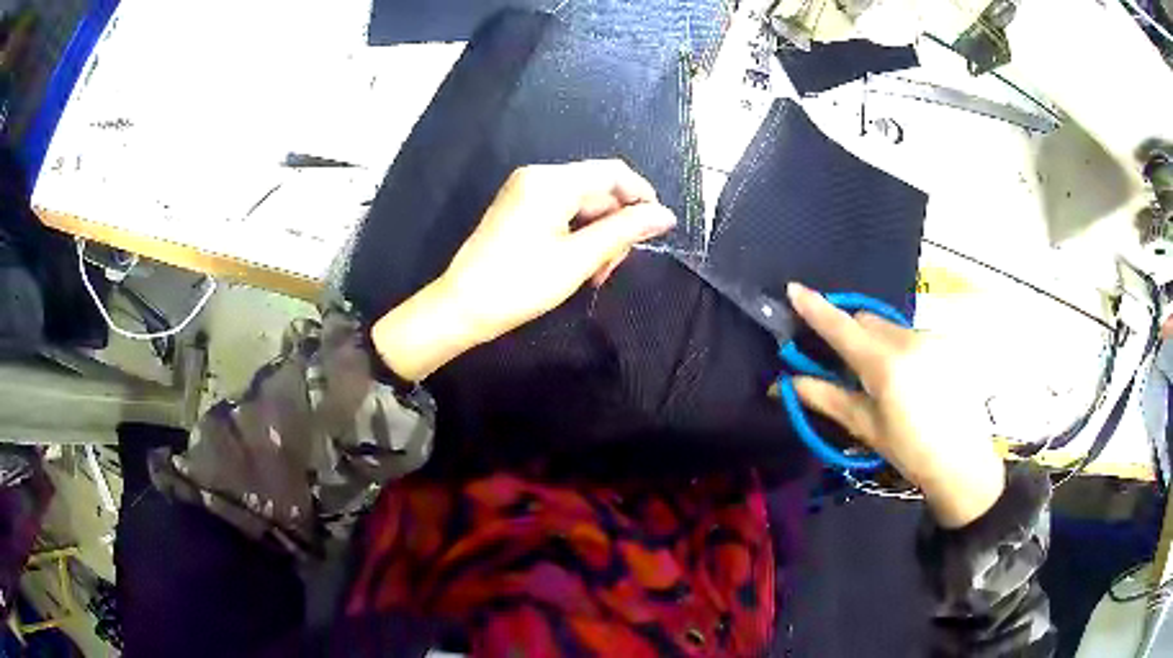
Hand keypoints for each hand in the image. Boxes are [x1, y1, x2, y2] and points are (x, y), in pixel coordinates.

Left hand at [372, 159, 676, 382]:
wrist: (461, 308)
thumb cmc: (519, 284)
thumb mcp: (578, 259)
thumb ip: (624, 232)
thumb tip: (666, 216)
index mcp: (552, 181)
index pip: (613, 173)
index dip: (642, 197)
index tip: (657, 232)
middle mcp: (538, 177)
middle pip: (598, 190)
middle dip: (615, 225)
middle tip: (612, 268)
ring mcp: (526, 193)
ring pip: (582, 205)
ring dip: (598, 236)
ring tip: (594, 274)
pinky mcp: (519, 210)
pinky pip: (562, 214)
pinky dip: (578, 237)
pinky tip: (578, 265)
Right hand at [785, 282, 1004, 527]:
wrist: (963, 463)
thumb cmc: (910, 452)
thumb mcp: (866, 428)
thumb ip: (826, 397)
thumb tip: (786, 383)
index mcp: (885, 364)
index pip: (842, 327)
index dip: (816, 308)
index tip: (794, 288)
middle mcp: (909, 339)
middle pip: (866, 320)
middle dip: (850, 331)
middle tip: (843, 361)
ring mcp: (931, 338)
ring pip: (890, 327)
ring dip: (876, 341)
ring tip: (883, 379)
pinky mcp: (947, 342)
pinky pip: (912, 335)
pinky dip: (900, 349)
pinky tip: (910, 380)